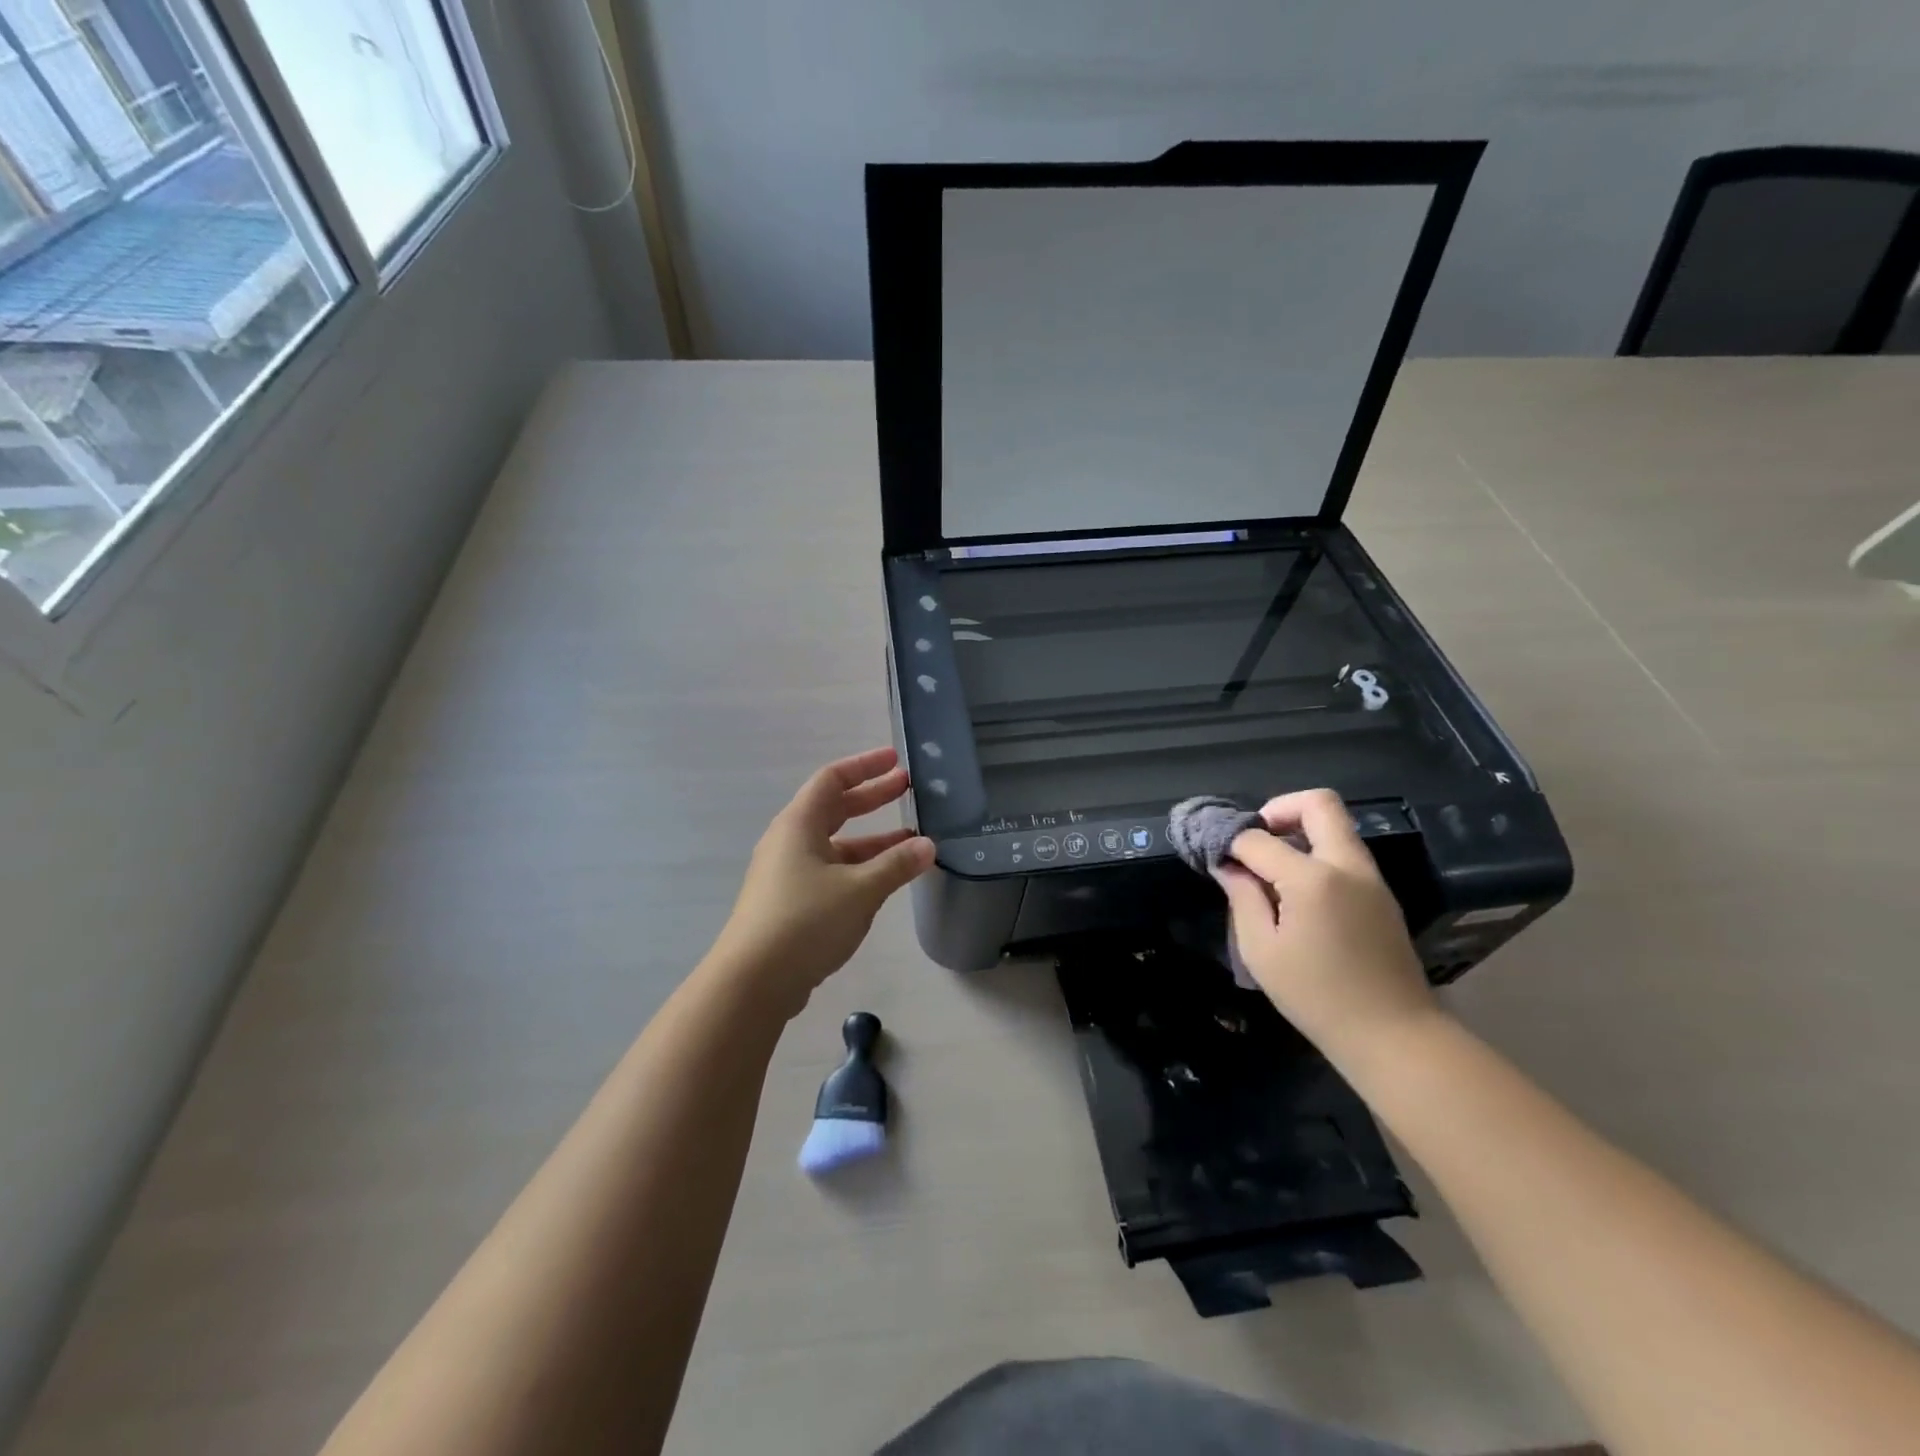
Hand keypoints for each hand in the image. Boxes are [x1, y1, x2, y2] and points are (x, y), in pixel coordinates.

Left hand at [711, 747, 934, 1015]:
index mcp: (799, 824)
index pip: (832, 779)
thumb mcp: (860, 889)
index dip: (865, 766)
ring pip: (836, 844)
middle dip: (872, 798)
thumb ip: (896, 865)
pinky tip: (885, 881)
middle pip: (835, 808)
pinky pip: (831, 871)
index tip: (895, 760)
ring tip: (912, 841)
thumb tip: (929, 846)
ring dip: (872, 840)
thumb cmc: (805, 921)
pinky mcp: (790, 902)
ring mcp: (788, 873)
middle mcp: (790, 842)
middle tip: (908, 789)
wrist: (753, 982)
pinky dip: (860, 867)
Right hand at [1216, 789, 1441, 1065]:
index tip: (1215, 856)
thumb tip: (1228, 866)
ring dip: (1300, 831)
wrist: (1394, 1035)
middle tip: (1255, 839)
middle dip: (1279, 809)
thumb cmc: (1316, 996)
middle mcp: (1346, 865)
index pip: (1259, 838)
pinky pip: (1345, 852)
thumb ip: (1242, 898)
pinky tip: (1297, 891)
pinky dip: (1317, 853)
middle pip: (1318, 803)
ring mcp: (1370, 878)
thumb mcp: (1261, 951)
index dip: (1231, 842)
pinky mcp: (1380, 894)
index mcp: (1312, 879)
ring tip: (1271, 868)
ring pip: (1336, 825)